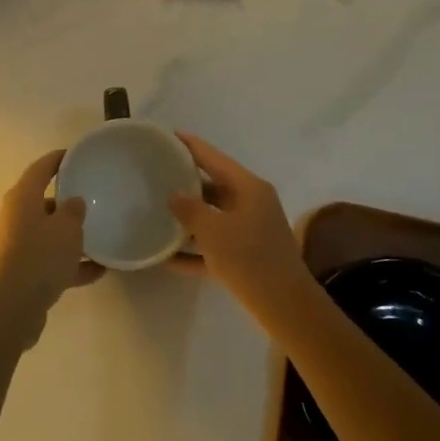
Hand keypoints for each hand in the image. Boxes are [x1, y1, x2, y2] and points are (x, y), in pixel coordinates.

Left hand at [0, 149, 105, 310]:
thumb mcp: (67, 228)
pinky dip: (71, 264)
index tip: (75, 155)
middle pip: (44, 202)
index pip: (40, 169)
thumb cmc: (40, 255)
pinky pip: (51, 260)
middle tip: (93, 199)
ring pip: (48, 233)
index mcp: (22, 198)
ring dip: (71, 237)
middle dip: (67, 202)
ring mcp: (18, 245)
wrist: (14, 305)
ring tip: (100, 237)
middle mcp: (16, 217)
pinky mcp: (23, 271)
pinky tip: (99, 271)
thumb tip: (73, 202)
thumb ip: (74, 211)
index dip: (57, 160)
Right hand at [167, 134, 312, 307]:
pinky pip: (214, 247)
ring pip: (213, 217)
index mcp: (248, 188)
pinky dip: (194, 250)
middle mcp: (251, 204)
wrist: (283, 305)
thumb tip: (174, 195)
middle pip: (214, 186)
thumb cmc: (248, 258)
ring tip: (156, 212)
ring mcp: (250, 231)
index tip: (168, 135)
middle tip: (157, 175)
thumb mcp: (212, 229)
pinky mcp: (246, 257)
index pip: (214, 158)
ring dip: (188, 218)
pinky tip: (166, 259)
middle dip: (186, 183)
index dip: (191, 146)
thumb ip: (189, 208)